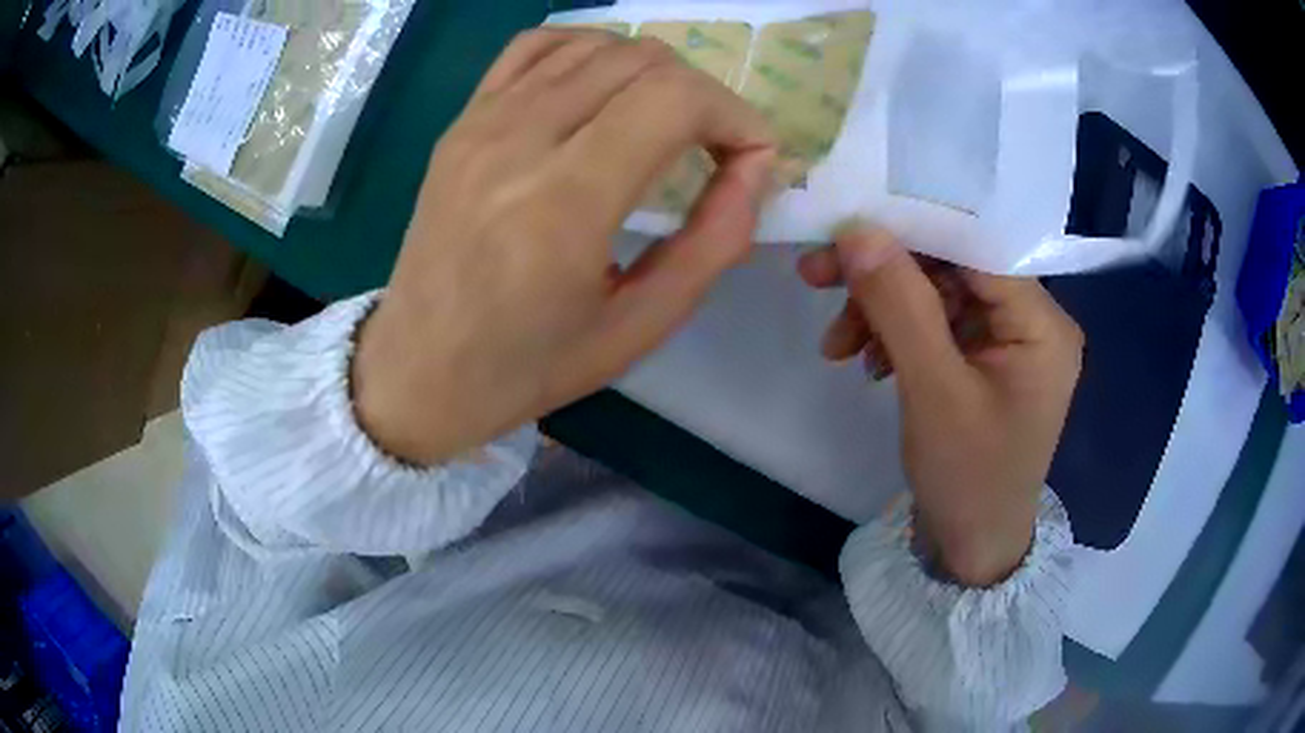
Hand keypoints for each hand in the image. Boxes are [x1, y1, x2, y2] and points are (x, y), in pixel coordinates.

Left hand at [353, 29, 775, 464]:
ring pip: (595, 45)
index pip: (674, 99)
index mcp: (564, 203)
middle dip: (702, 95)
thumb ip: (713, 242)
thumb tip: (754, 169)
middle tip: (711, 148)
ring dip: (652, 73)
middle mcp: (519, 142)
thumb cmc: (528, 366)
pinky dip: (587, 51)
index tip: (750, 157)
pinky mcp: (461, 121)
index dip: (734, 115)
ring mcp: (481, 122)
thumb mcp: (640, 327)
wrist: (418, 370)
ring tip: (662, 122)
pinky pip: (535, 46)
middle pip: (642, 61)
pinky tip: (602, 88)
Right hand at [799, 225, 1082, 585]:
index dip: (913, 228)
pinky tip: (867, 362)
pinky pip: (937, 326)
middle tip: (817, 275)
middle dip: (885, 275)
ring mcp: (1008, 341)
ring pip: (937, 295)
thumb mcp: (932, 392)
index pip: (977, 247)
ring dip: (882, 309)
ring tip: (837, 343)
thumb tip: (858, 231)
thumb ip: (899, 305)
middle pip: (952, 268)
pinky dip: (896, 335)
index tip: (847, 227)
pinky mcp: (986, 360)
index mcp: (1042, 323)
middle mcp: (1033, 321)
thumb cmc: (967, 479)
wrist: (972, 549)